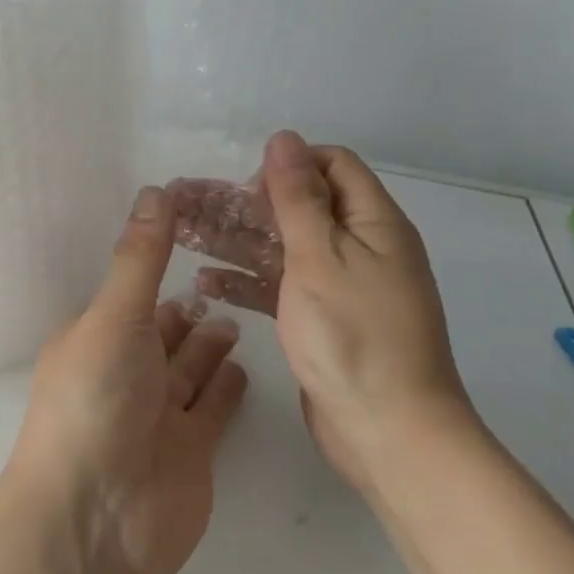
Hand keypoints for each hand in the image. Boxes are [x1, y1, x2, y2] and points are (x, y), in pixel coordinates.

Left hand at [4, 187, 248, 573]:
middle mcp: (128, 370)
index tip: (203, 230)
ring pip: (189, 366)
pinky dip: (224, 386)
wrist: (95, 521)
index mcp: (99, 334)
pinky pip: (212, 408)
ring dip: (208, 341)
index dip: (164, 259)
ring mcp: (160, 413)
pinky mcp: (192, 451)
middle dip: (189, 304)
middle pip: (165, 329)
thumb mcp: (115, 316)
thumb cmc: (94, 400)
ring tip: (238, 311)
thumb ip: (140, 258)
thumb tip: (156, 190)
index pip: (136, 288)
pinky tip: (243, 364)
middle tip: (232, 273)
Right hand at [169, 131, 473, 485]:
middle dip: (244, 202)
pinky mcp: (322, 319)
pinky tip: (205, 284)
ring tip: (183, 234)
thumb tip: (283, 138)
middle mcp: (359, 246)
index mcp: (373, 223)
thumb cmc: (355, 336)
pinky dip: (247, 281)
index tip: (249, 187)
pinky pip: (280, 285)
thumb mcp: (320, 256)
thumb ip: (298, 196)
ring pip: (281, 246)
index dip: (289, 166)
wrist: (390, 435)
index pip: (332, 165)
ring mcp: (340, 285)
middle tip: (188, 202)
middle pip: (296, 205)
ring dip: (235, 240)